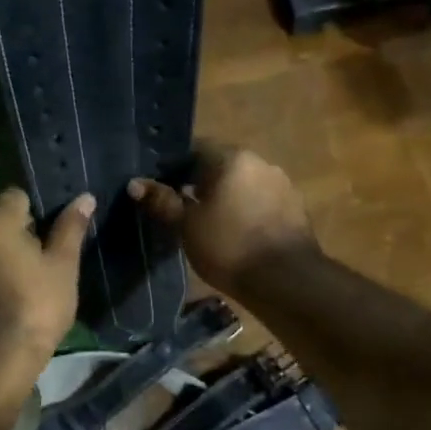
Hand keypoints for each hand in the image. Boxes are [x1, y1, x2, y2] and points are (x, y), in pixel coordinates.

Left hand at [0, 187, 92, 365]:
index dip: (37, 210)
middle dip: (18, 231)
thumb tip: (85, 198)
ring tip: (25, 276)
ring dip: (1, 251)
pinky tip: (5, 291)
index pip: (16, 196)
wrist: (3, 353)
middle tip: (43, 257)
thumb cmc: (40, 303)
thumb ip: (71, 227)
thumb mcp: (63, 264)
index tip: (51, 233)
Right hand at [129, 142, 316, 291]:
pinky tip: (235, 234)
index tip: (159, 188)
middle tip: (179, 208)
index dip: (172, 167)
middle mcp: (260, 162)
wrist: (287, 281)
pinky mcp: (294, 208)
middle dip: (199, 183)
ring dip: (224, 197)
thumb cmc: (230, 247)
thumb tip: (136, 184)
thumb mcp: (187, 226)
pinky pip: (260, 201)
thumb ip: (163, 201)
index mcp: (232, 158)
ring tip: (206, 224)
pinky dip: (244, 210)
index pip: (194, 148)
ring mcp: (281, 184)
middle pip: (220, 165)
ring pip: (242, 184)